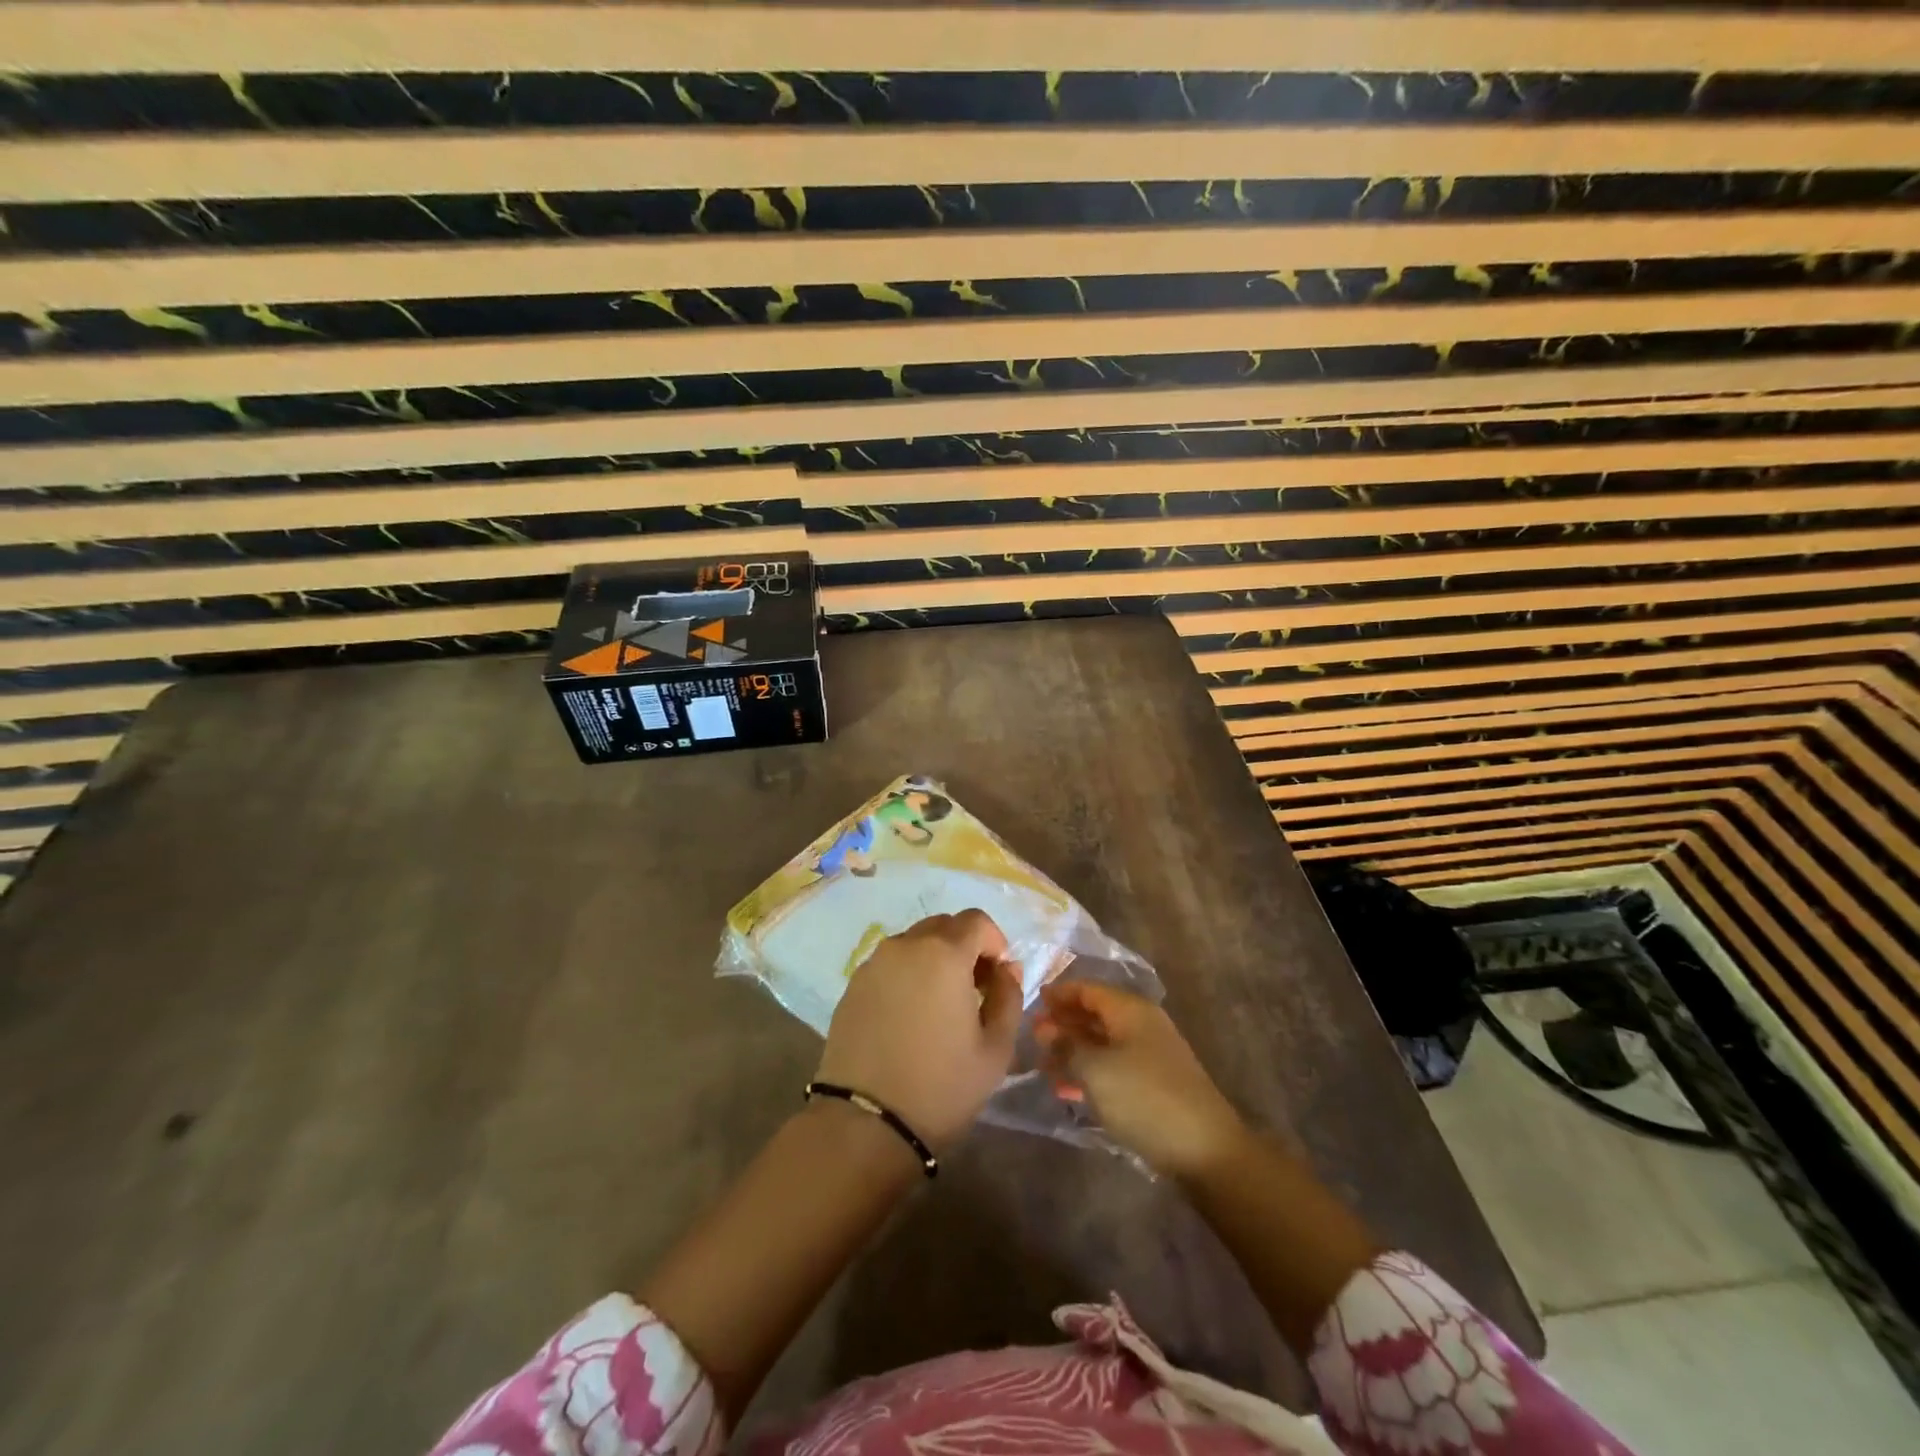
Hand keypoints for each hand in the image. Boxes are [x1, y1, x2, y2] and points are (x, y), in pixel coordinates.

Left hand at [816, 910, 1023, 1151]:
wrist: (866, 1122)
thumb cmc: (941, 1085)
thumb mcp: (996, 1048)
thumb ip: (1008, 997)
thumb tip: (1006, 969)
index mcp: (943, 953)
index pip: (977, 920)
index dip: (995, 941)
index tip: (998, 976)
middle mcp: (905, 945)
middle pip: (943, 926)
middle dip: (965, 947)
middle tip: (974, 989)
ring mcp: (873, 963)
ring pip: (913, 943)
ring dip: (934, 959)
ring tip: (940, 1005)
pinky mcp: (852, 985)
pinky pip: (889, 964)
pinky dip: (907, 975)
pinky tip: (910, 1016)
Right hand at [1035, 981, 1246, 1179]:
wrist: (1205, 1150)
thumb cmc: (1144, 1098)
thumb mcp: (1095, 1069)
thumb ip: (1066, 1045)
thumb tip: (1043, 1027)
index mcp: (1130, 1010)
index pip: (1088, 989)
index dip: (1059, 994)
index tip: (1031, 1003)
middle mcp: (1142, 1025)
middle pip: (1095, 1014)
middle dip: (1063, 1024)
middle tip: (1032, 1038)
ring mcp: (1150, 1055)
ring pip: (1103, 1043)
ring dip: (1073, 1052)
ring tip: (1043, 1067)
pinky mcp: (1154, 1084)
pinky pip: (1113, 1067)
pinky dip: (1090, 1073)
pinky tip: (1068, 1091)